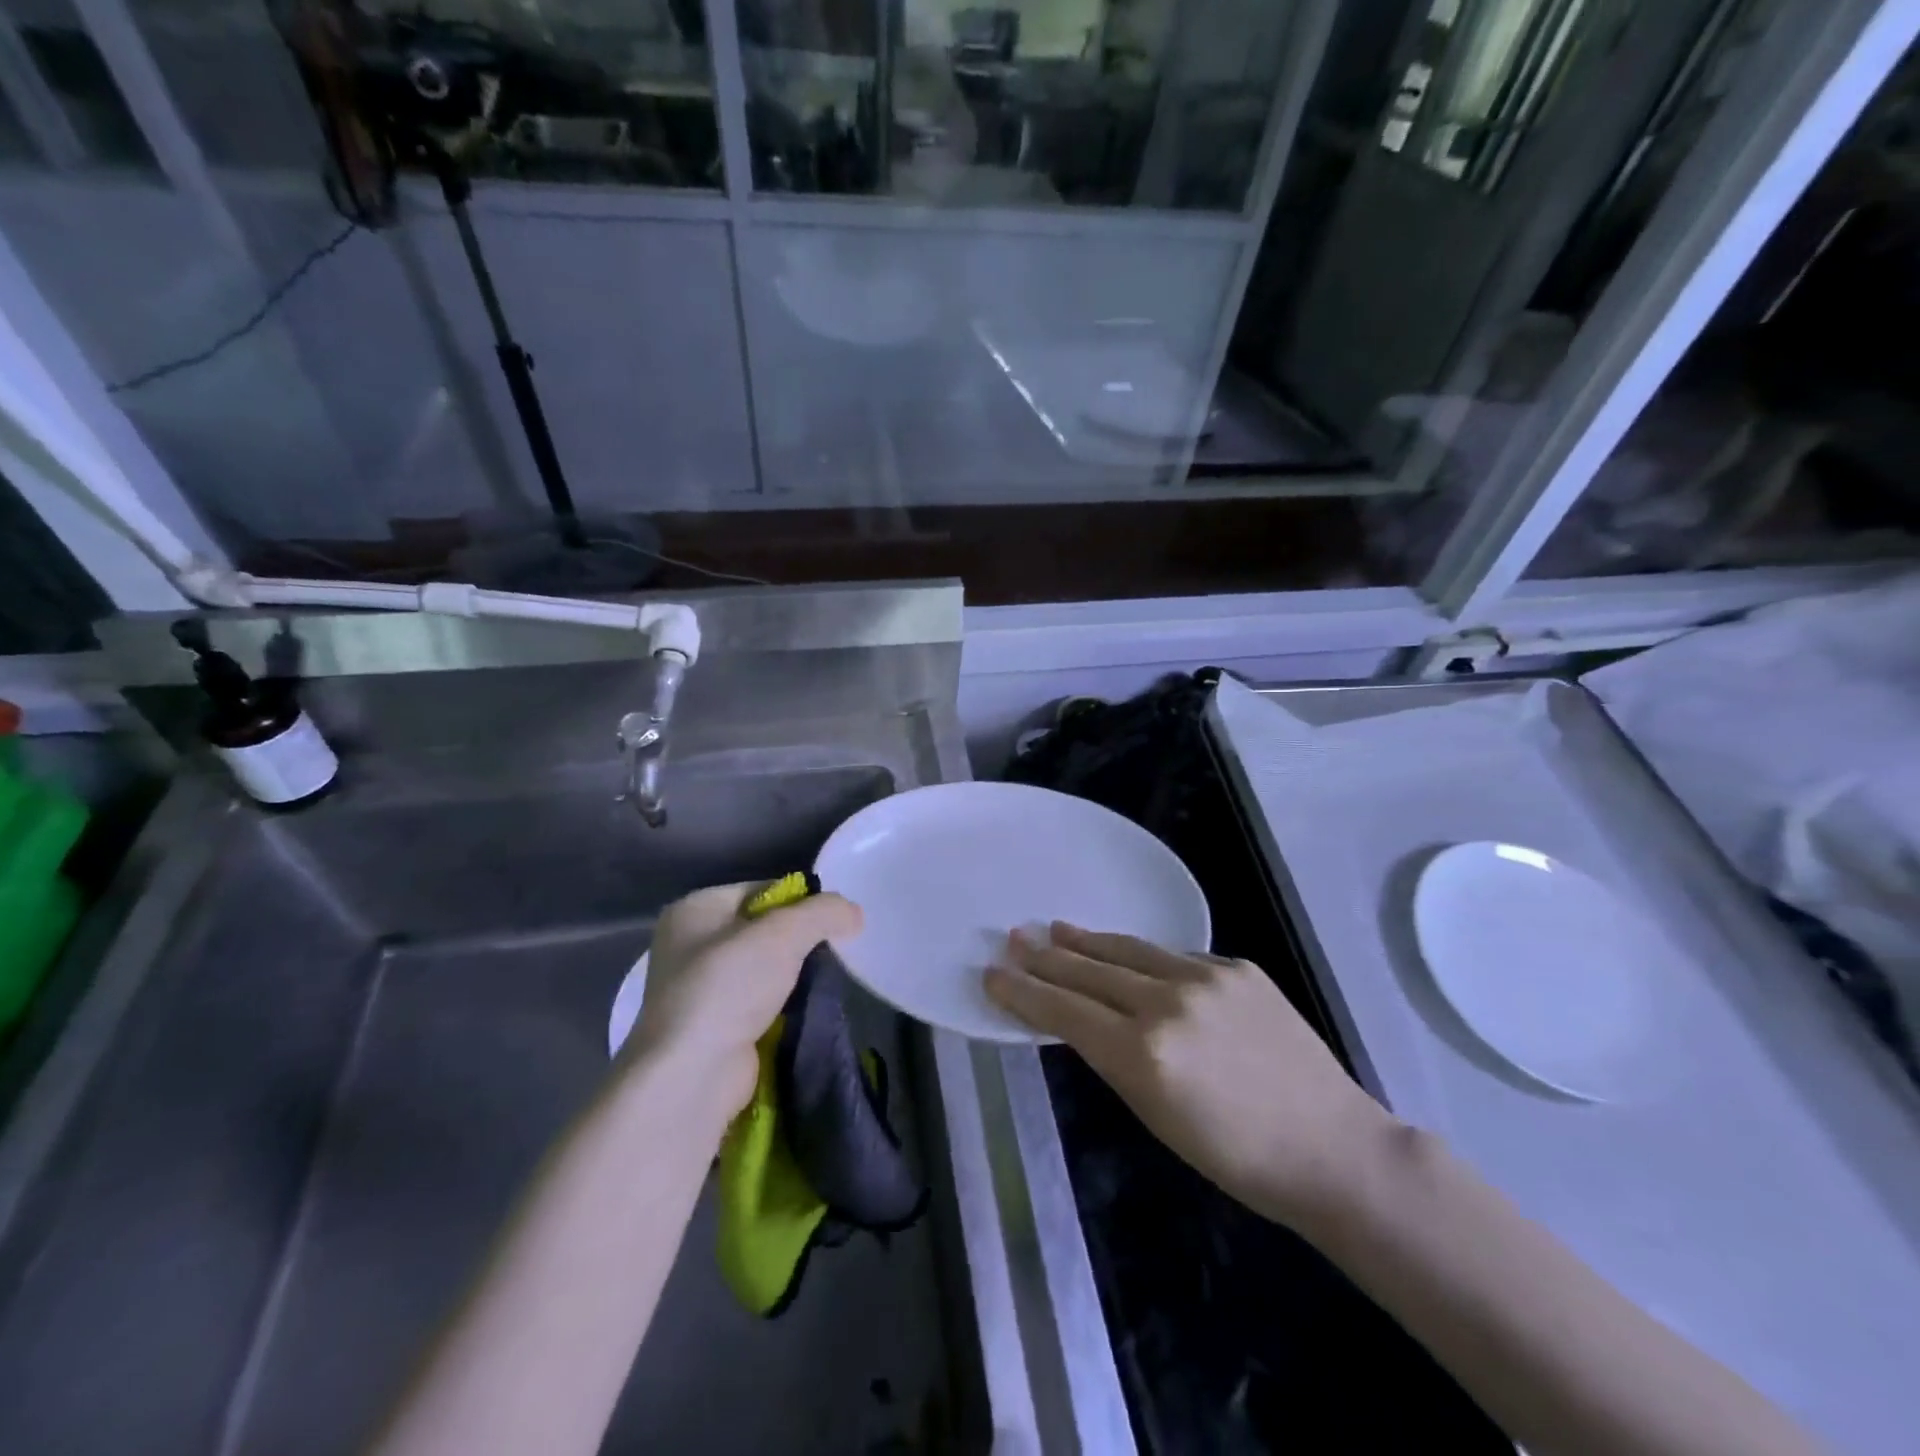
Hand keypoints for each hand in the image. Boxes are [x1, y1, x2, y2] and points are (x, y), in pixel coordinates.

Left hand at [627, 883, 862, 1115]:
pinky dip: (782, 1003)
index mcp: (694, 909)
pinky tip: (803, 1008)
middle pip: (762, 928)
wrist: (693, 1075)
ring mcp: (697, 988)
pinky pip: (757, 1000)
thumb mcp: (784, 934)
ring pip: (763, 966)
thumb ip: (823, 912)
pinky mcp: (712, 1025)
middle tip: (834, 949)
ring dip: (793, 974)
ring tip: (823, 980)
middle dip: (799, 939)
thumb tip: (854, 913)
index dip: (800, 901)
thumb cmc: (729, 988)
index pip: (760, 890)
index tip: (832, 921)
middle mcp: (688, 944)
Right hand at [985, 924, 1394, 1229]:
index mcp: (1143, 1055)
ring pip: (1130, 950)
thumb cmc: (1236, 1156)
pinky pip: (1175, 957)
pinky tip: (1130, 957)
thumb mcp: (1156, 1116)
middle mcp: (1168, 1004)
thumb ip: (1116, 1058)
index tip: (994, 974)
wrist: (1332, 1146)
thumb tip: (1083, 1019)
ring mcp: (1206, 978)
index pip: (1065, 1012)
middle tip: (1015, 938)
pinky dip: (1145, 958)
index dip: (1024, 992)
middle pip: (1091, 972)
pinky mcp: (1237, 966)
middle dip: (1047, 957)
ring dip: (1089, 942)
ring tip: (1057, 929)